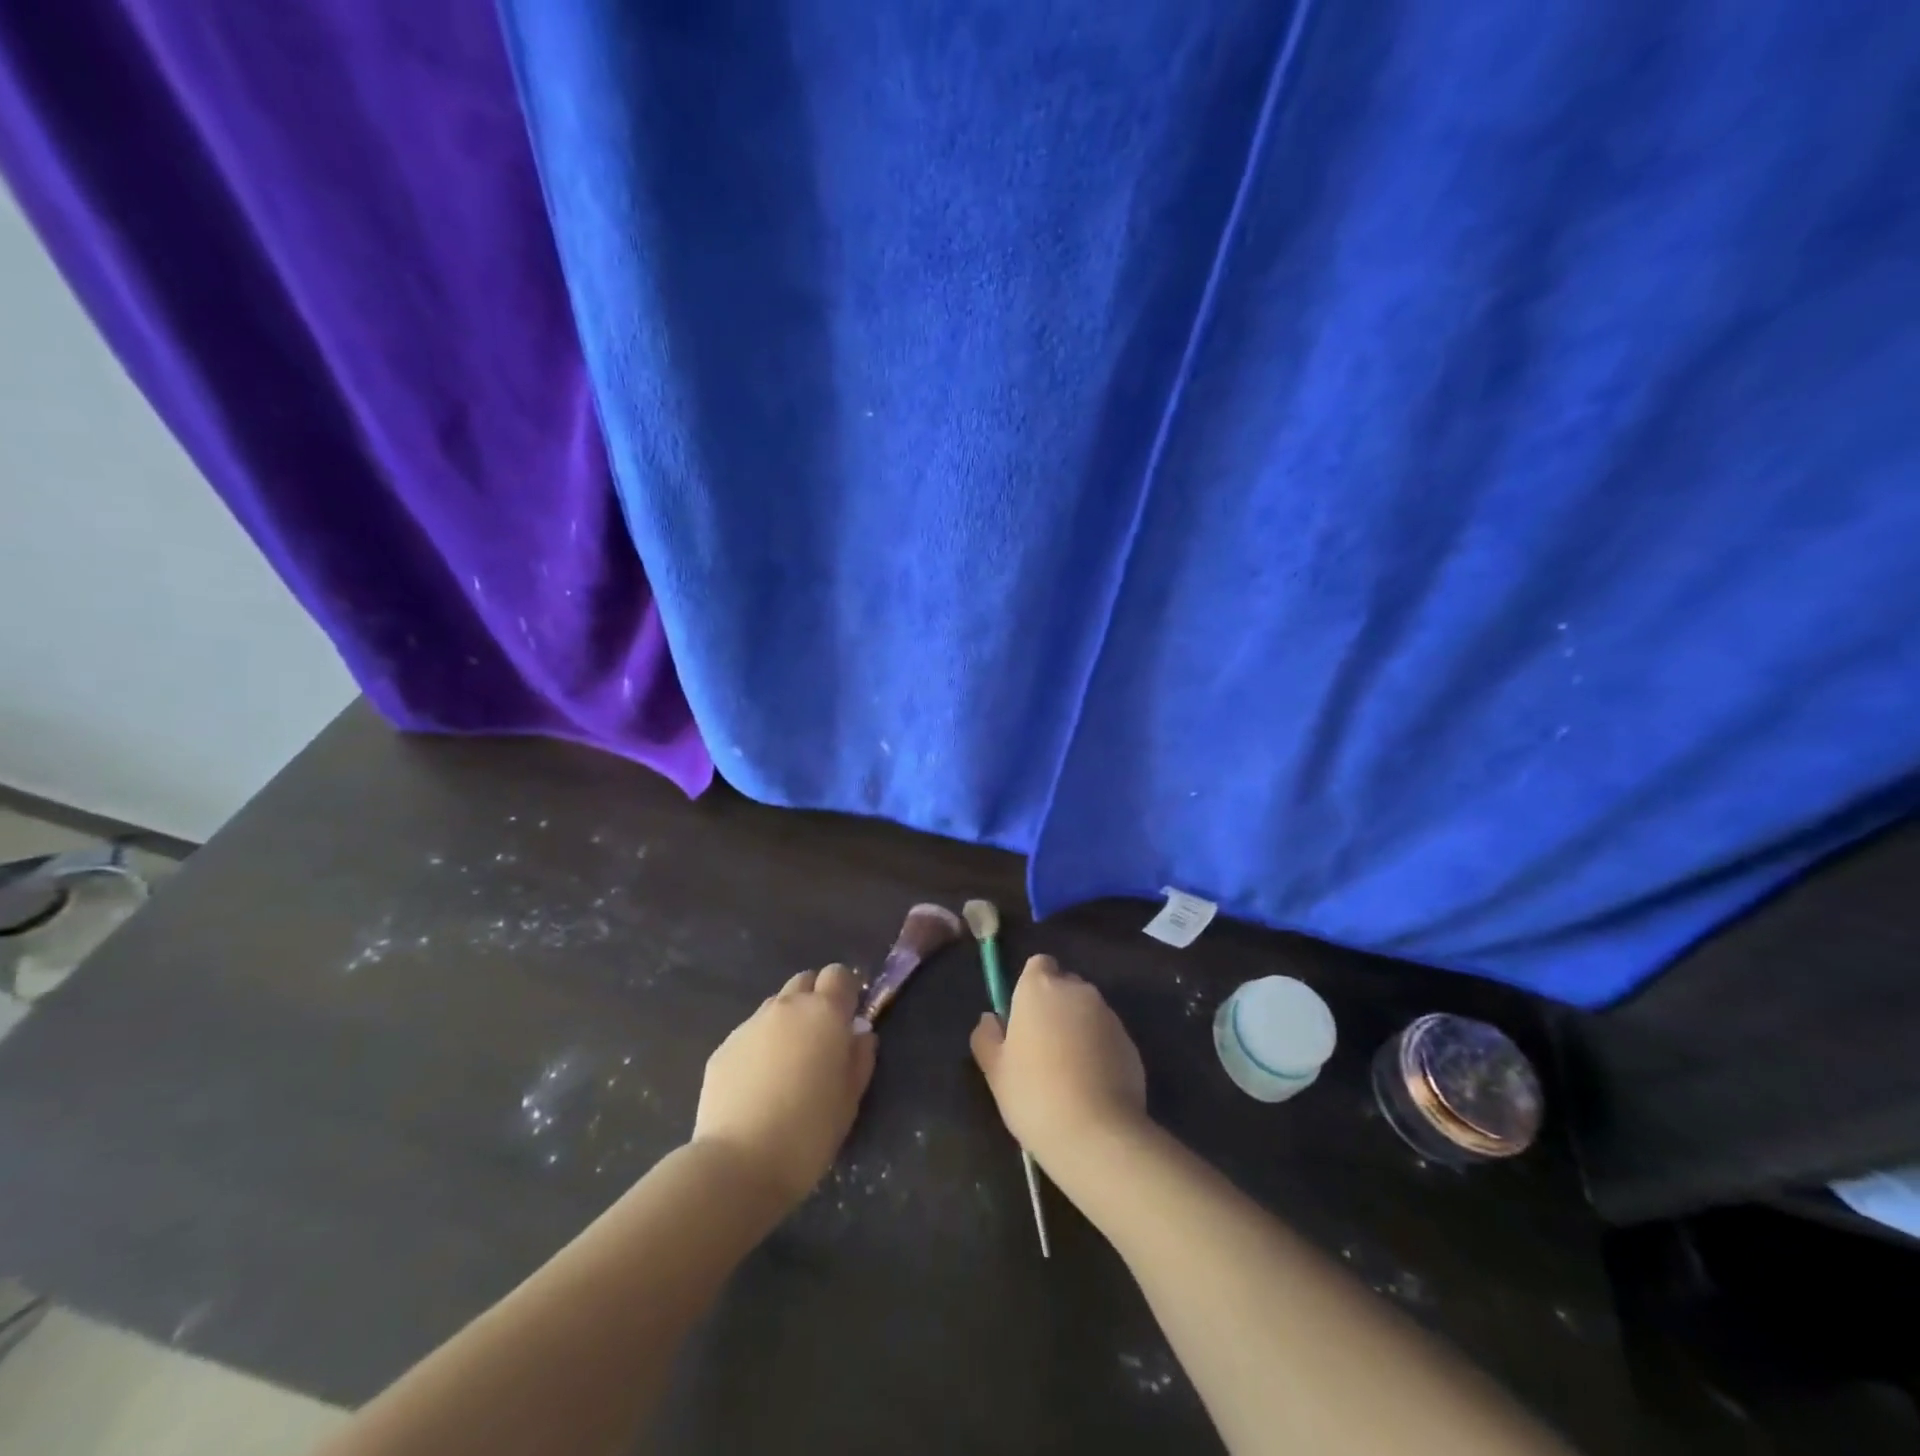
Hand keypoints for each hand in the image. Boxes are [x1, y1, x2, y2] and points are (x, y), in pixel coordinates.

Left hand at [692, 964, 876, 1208]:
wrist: (739, 1164)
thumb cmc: (809, 1132)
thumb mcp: (850, 1099)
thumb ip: (860, 1057)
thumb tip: (859, 1034)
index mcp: (824, 1013)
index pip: (839, 974)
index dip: (846, 991)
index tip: (850, 1017)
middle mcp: (786, 1008)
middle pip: (805, 981)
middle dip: (816, 999)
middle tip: (821, 1038)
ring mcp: (750, 1025)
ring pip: (775, 1006)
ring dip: (787, 1021)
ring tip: (788, 1064)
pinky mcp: (723, 1048)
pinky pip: (750, 1034)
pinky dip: (760, 1046)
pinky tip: (759, 1084)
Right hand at [970, 955, 1147, 1168]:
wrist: (1096, 1133)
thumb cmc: (1034, 1094)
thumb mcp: (995, 1071)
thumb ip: (987, 1037)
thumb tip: (991, 1019)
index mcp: (1040, 988)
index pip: (1038, 965)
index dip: (1031, 986)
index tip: (1024, 1015)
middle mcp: (1077, 991)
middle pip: (1065, 986)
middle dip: (1055, 1006)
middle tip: (1041, 1046)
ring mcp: (1108, 1015)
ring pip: (1087, 1011)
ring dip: (1078, 1028)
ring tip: (1068, 1070)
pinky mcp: (1130, 1042)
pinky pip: (1107, 1036)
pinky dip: (1099, 1049)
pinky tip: (1091, 1084)